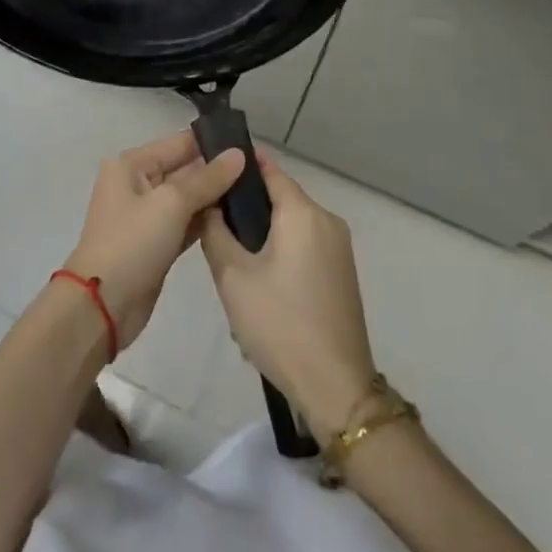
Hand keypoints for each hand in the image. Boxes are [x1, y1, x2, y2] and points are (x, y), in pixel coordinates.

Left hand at [62, 131, 244, 349]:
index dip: (213, 143)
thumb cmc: (133, 242)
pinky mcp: (157, 242)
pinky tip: (236, 219)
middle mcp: (138, 184)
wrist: (103, 306)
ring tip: (256, 192)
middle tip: (260, 171)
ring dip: (215, 197)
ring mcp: (147, 215)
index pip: (179, 143)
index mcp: (132, 164)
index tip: (250, 145)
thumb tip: (238, 154)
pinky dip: (206, 221)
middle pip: (185, 169)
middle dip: (218, 171)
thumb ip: (207, 178)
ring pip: (188, 198)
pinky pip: (186, 222)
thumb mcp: (171, 203)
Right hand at [201, 152, 377, 438]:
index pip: (268, 170)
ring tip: (230, 254)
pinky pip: (305, 245)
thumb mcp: (233, 277)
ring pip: (292, 224)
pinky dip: (281, 249)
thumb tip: (209, 204)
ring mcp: (339, 247)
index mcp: (303, 213)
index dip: (240, 165)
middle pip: (281, 197)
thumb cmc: (280, 324)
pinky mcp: (342, 272)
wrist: (335, 386)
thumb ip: (215, 232)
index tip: (212, 167)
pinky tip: (259, 279)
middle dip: (247, 205)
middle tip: (212, 221)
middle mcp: (326, 220)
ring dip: (264, 231)